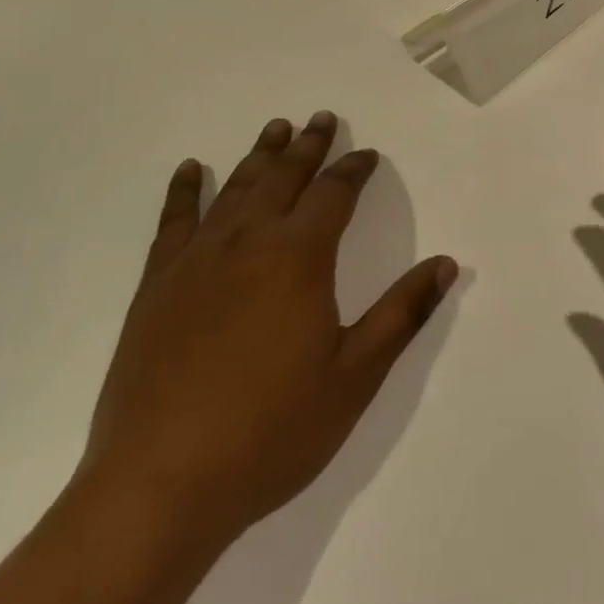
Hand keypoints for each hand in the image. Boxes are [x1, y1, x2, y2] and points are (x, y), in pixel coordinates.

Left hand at [82, 113, 458, 545]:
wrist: (159, 485)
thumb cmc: (269, 432)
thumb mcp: (353, 378)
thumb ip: (401, 314)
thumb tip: (445, 263)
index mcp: (300, 257)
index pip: (334, 194)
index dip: (353, 169)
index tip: (366, 154)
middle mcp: (250, 241)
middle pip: (285, 177)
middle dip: (308, 146)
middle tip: (321, 118)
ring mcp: (198, 259)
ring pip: (236, 188)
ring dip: (260, 155)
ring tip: (275, 128)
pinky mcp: (157, 284)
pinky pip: (174, 220)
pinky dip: (185, 189)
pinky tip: (193, 169)